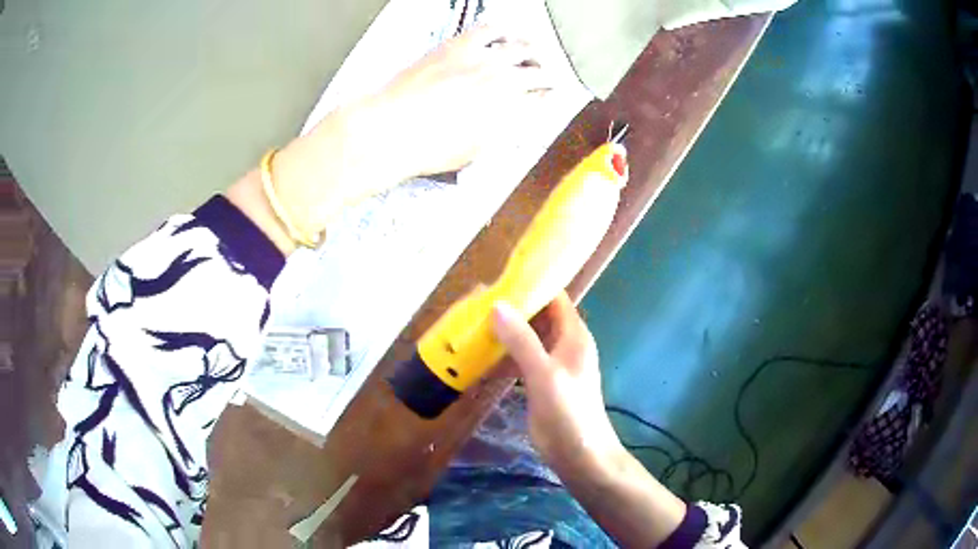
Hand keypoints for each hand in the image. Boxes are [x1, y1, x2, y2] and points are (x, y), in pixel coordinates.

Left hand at [357, 24, 552, 180]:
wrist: (390, 129)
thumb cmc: (428, 147)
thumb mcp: (475, 149)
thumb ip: (500, 129)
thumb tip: (513, 116)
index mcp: (509, 112)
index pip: (541, 98)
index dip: (545, 96)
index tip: (545, 96)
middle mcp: (503, 81)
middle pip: (538, 70)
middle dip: (545, 73)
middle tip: (544, 73)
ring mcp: (481, 59)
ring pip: (521, 45)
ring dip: (531, 49)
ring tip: (531, 49)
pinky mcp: (458, 45)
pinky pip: (488, 29)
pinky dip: (501, 30)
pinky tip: (501, 32)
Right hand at [491, 292, 623, 474]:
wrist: (579, 455)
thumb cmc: (568, 413)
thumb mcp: (544, 375)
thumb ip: (523, 340)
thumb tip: (498, 304)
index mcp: (574, 336)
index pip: (556, 298)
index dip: (534, 285)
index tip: (502, 277)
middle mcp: (565, 345)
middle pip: (541, 315)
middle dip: (515, 306)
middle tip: (479, 299)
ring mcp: (554, 364)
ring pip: (531, 337)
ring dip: (509, 329)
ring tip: (476, 319)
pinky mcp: (542, 382)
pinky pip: (524, 358)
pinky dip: (508, 351)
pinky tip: (485, 351)